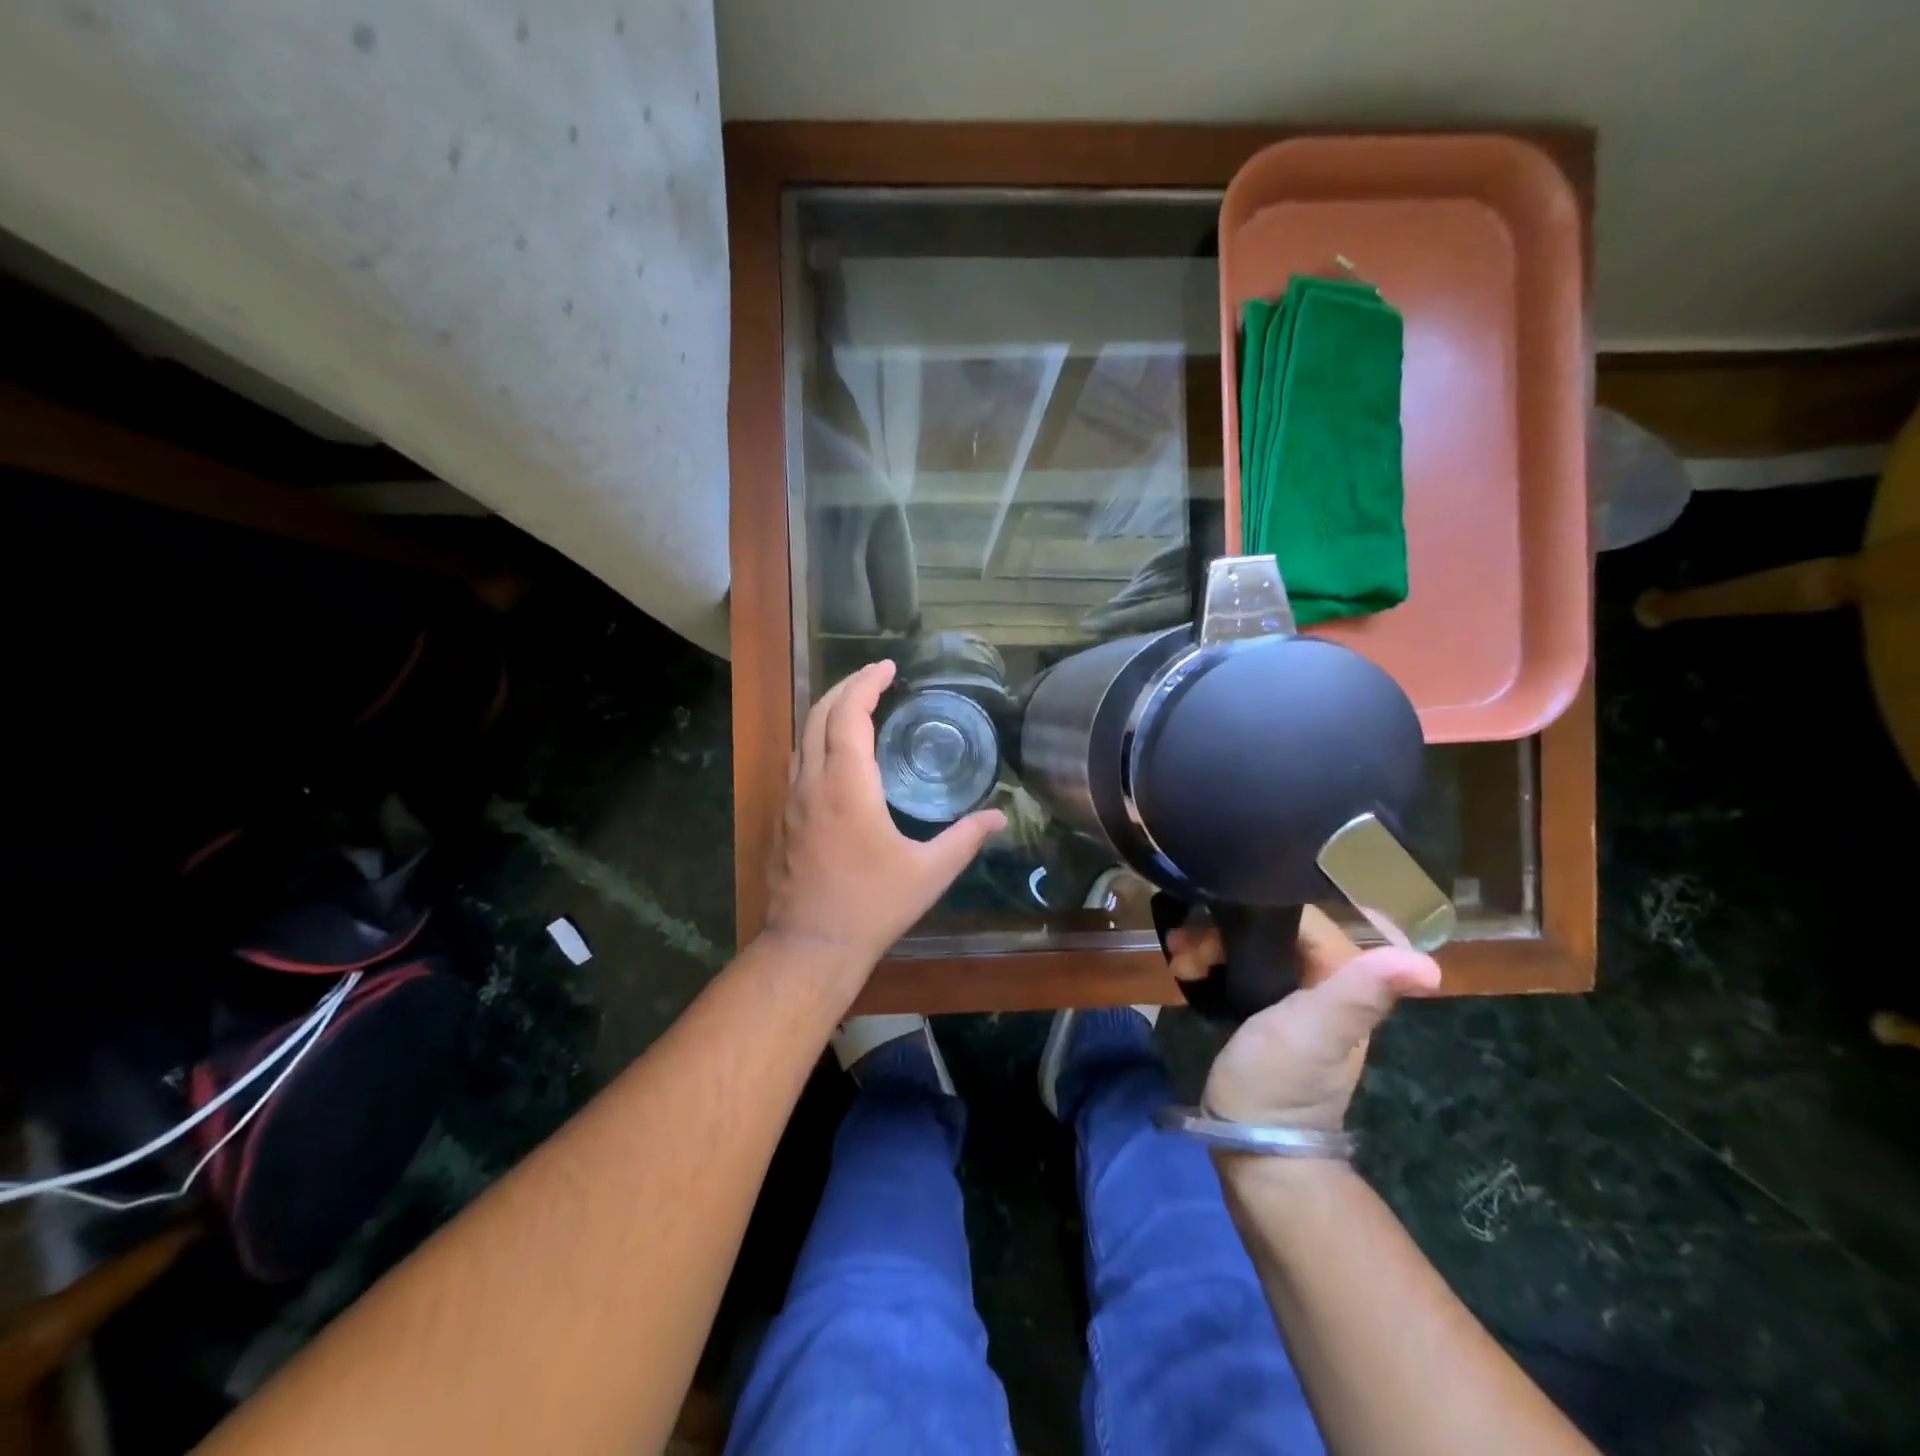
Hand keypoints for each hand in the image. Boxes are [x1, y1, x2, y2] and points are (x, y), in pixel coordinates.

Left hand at [763, 660, 1006, 973]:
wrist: (810, 946)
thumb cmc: (872, 905)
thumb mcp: (929, 872)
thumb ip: (965, 839)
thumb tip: (999, 817)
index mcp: (846, 784)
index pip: (849, 713)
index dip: (866, 683)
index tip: (888, 667)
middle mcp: (812, 782)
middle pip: (819, 715)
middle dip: (846, 688)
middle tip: (875, 678)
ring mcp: (791, 801)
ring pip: (803, 738)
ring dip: (828, 713)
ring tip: (857, 706)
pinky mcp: (783, 820)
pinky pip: (798, 763)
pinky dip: (818, 741)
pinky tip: (836, 756)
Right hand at [1169, 907, 1440, 1128]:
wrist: (1251, 1142)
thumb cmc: (1280, 1082)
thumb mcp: (1315, 1032)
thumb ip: (1359, 994)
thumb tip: (1429, 967)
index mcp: (1342, 975)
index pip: (1297, 915)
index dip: (1252, 916)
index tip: (1211, 928)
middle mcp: (1321, 978)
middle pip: (1267, 927)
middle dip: (1222, 932)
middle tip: (1186, 951)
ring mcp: (1290, 995)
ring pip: (1247, 946)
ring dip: (1208, 945)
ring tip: (1180, 964)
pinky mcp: (1261, 1009)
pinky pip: (1235, 966)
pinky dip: (1209, 962)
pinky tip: (1185, 970)